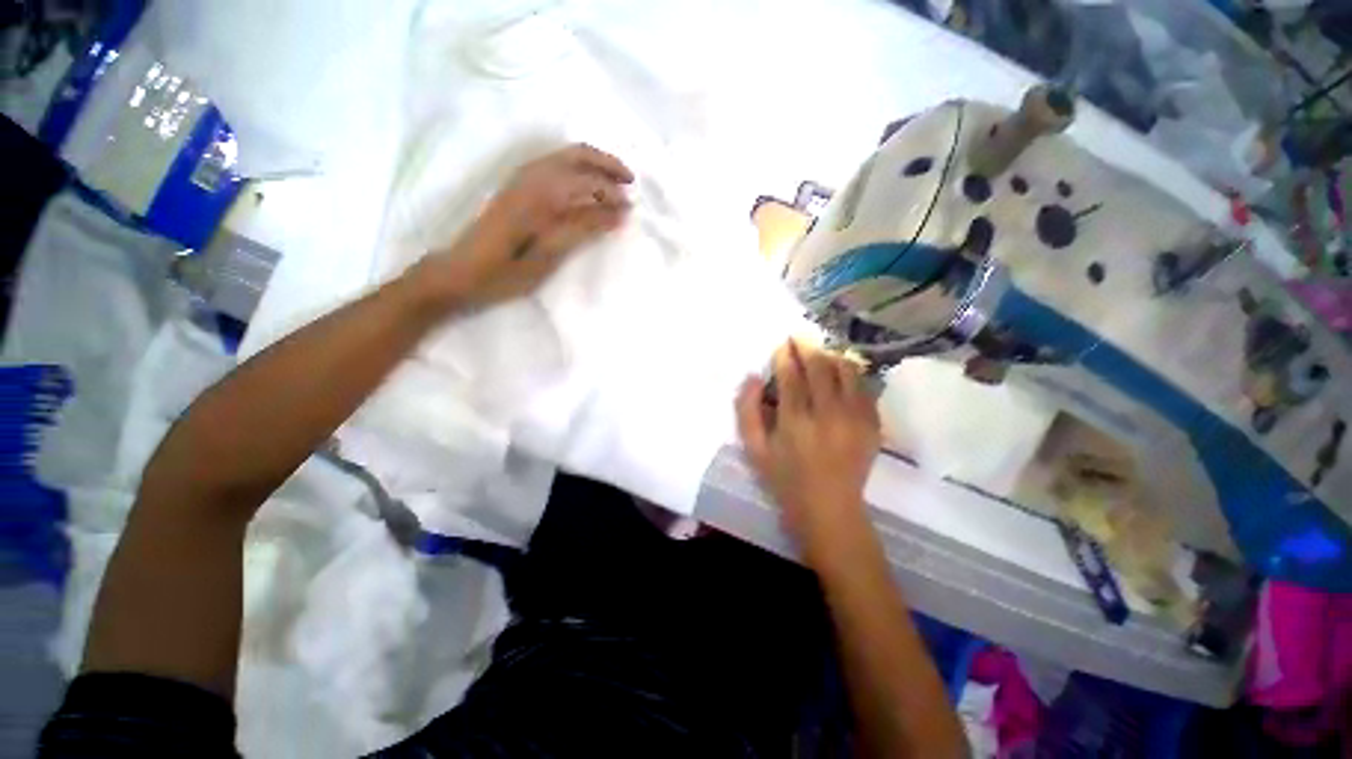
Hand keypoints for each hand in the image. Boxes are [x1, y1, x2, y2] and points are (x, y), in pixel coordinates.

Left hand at [415, 143, 634, 309]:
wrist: (460, 272)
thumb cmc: (506, 271)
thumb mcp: (549, 256)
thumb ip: (583, 229)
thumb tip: (617, 214)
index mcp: (542, 193)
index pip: (589, 184)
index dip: (613, 197)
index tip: (631, 213)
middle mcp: (532, 177)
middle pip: (577, 155)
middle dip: (607, 165)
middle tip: (630, 182)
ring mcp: (521, 179)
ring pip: (564, 157)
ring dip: (592, 164)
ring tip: (613, 183)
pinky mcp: (516, 188)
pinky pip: (553, 166)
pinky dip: (576, 169)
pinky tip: (584, 187)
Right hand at [736, 340, 881, 564]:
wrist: (830, 509)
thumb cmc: (785, 479)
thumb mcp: (754, 450)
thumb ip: (747, 411)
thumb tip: (752, 377)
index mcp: (796, 422)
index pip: (791, 376)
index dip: (785, 356)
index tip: (782, 344)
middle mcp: (828, 415)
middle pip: (820, 367)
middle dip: (807, 348)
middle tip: (799, 338)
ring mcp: (856, 418)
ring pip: (847, 371)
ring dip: (831, 356)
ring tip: (820, 353)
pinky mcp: (873, 424)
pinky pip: (865, 386)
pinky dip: (851, 374)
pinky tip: (840, 374)